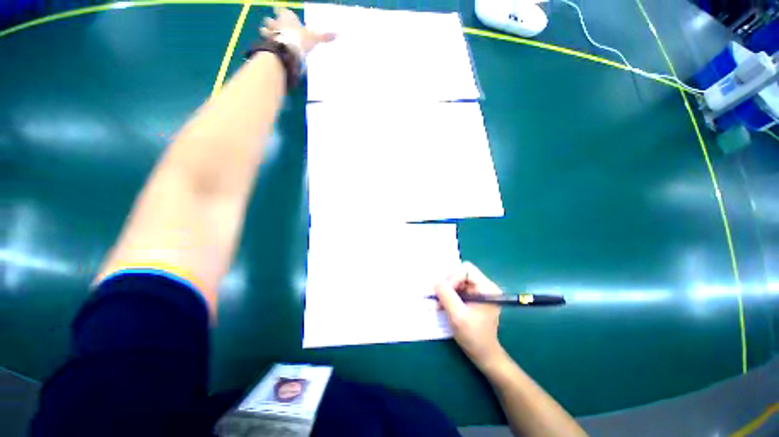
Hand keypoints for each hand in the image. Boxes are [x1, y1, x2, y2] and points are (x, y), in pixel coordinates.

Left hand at [261, 7, 335, 56]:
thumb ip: (324, 37)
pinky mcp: (267, 43)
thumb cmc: (301, 40)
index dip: (280, 11)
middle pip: (270, 18)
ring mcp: (270, 32)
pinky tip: (269, 47)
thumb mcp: (315, 38)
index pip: (281, 9)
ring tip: (269, 36)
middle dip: (271, 22)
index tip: (280, 11)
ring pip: (264, 28)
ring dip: (266, 32)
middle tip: (274, 27)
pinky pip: (264, 41)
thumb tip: (338, 34)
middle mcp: (277, 22)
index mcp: (287, 17)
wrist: (288, 50)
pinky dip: (266, 43)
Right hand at [435, 262, 504, 368]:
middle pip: (461, 273)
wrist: (484, 354)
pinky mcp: (474, 297)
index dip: (453, 278)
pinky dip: (449, 295)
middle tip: (439, 297)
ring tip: (439, 303)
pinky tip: (443, 305)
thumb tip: (436, 281)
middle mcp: (485, 286)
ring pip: (458, 280)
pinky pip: (458, 288)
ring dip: (447, 290)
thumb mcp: (457, 315)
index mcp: (487, 288)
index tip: (444, 292)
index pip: (466, 270)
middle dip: (448, 284)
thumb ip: (446, 295)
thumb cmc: (474, 336)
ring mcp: (479, 291)